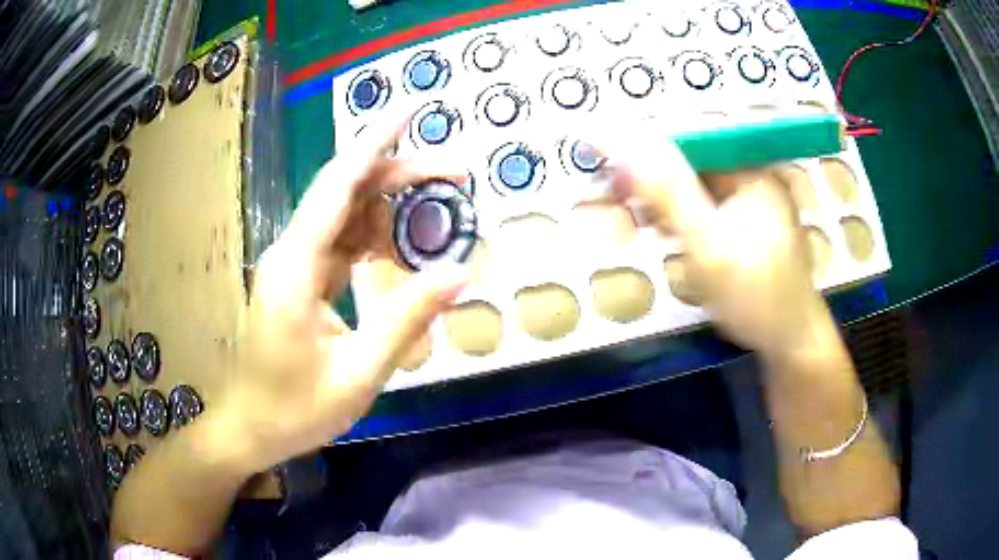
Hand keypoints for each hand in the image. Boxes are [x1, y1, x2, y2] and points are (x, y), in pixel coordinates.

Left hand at [217, 123, 470, 472]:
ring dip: (390, 206)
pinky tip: (404, 248)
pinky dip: (375, 238)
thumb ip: (406, 320)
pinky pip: (340, 244)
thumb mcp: (358, 374)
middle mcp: (290, 252)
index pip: (338, 185)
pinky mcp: (298, 280)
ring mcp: (292, 265)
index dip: (375, 143)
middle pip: (345, 191)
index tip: (411, 111)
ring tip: (441, 208)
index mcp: (295, 267)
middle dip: (399, 173)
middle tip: (456, 173)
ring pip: (344, 215)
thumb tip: (458, 272)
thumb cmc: (295, 409)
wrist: (249, 428)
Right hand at [606, 136, 827, 354]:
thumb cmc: (756, 296)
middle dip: (651, 175)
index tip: (606, 160)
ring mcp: (749, 201)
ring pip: (694, 185)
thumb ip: (669, 194)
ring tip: (632, 217)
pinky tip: (660, 230)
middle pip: (691, 160)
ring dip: (660, 197)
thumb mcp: (710, 245)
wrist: (790, 342)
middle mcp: (751, 177)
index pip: (691, 138)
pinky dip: (678, 215)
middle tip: (613, 196)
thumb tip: (621, 146)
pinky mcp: (744, 224)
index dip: (647, 144)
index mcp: (750, 171)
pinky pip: (703, 207)